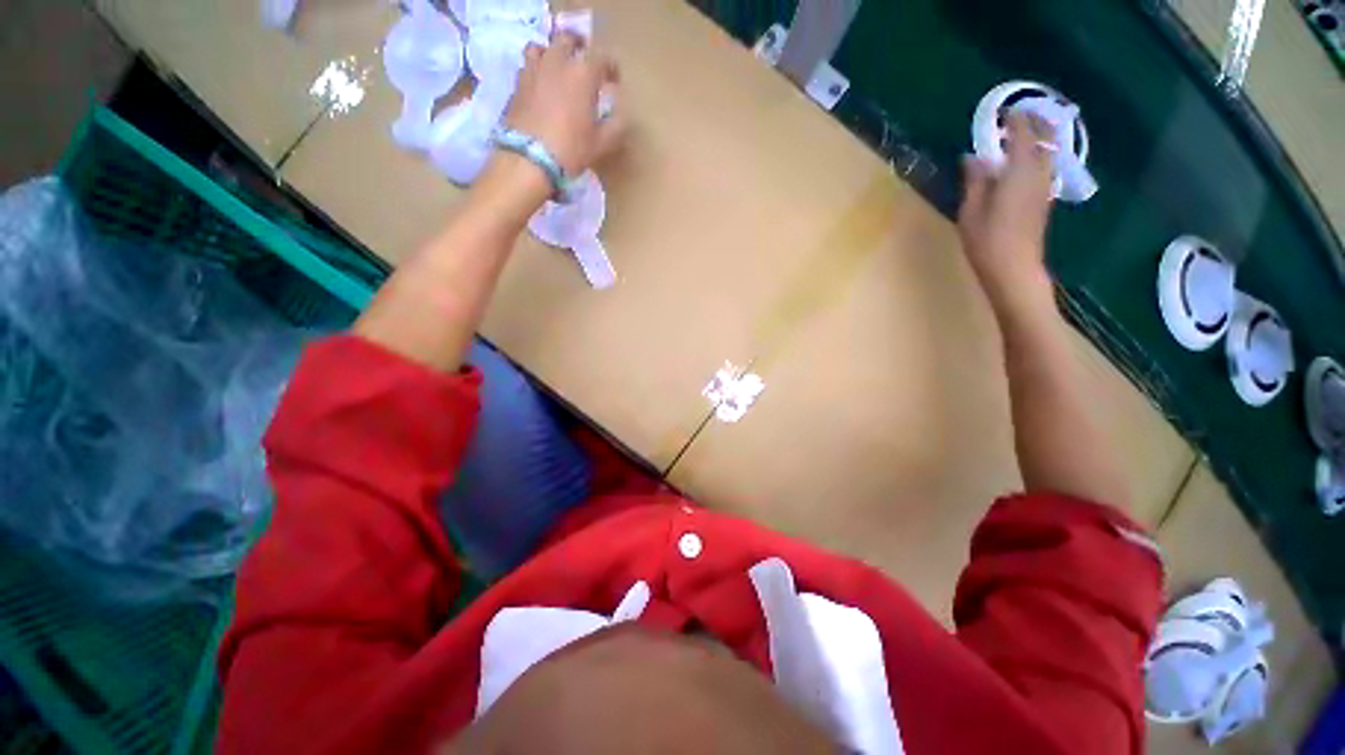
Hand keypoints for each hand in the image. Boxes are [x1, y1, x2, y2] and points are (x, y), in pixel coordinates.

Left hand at [508, 31, 624, 175]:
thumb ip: (615, 126)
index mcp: (582, 74)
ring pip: (541, 48)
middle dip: (578, 47)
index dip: (611, 67)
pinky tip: (540, 88)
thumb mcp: (602, 143)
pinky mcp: (516, 85)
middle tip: (584, 61)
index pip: (601, 58)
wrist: (529, 159)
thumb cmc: (571, 149)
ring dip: (551, 54)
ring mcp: (533, 71)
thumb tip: (620, 115)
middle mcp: (557, 63)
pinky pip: (527, 69)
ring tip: (556, 68)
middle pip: (567, 40)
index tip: (614, 79)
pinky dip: (536, 72)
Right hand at [957, 112, 1056, 309]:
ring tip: (1026, 131)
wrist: (1014, 267)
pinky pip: (1045, 165)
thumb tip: (973, 157)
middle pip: (1045, 138)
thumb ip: (976, 180)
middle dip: (1035, 122)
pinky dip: (1038, 154)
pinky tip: (1027, 159)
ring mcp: (1044, 186)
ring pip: (1048, 151)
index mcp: (1019, 171)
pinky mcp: (1044, 198)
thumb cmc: (987, 240)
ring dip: (1040, 137)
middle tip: (1021, 114)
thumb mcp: (971, 210)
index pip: (1022, 134)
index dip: (1015, 119)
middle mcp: (1038, 173)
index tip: (1004, 110)